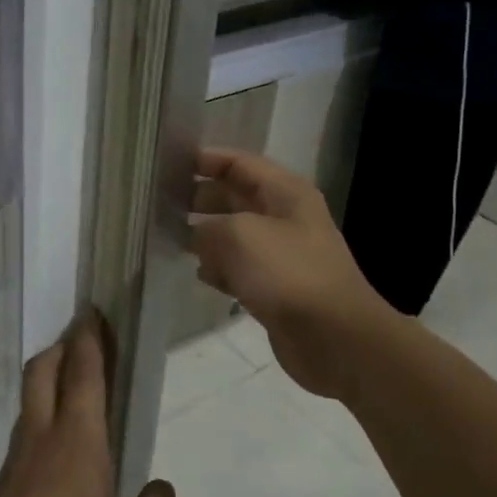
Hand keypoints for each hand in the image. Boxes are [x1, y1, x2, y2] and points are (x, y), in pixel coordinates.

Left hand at [0, 316, 177, 496]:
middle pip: (44, 370)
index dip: (90, 339)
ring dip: (50, 376)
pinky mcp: (5, 481)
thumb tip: (162, 489)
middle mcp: (43, 435)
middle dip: (63, 346)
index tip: (93, 313)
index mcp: (77, 439)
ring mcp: (18, 457)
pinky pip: (27, 427)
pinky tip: (60, 441)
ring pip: (31, 396)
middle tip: (84, 338)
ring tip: (75, 383)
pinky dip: (43, 411)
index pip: (84, 373)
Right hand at [188, 148, 393, 399]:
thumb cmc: (287, 273)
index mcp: (285, 192)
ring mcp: (282, 254)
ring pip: (235, 234)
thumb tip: (195, 238)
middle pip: (236, 197)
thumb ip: (206, 229)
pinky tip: (200, 274)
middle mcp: (285, 217)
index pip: (240, 163)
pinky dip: (220, 268)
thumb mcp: (237, 236)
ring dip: (206, 236)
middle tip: (162, 204)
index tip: (169, 166)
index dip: (206, 159)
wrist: (334, 337)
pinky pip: (241, 268)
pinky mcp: (277, 287)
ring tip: (171, 238)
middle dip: (201, 198)